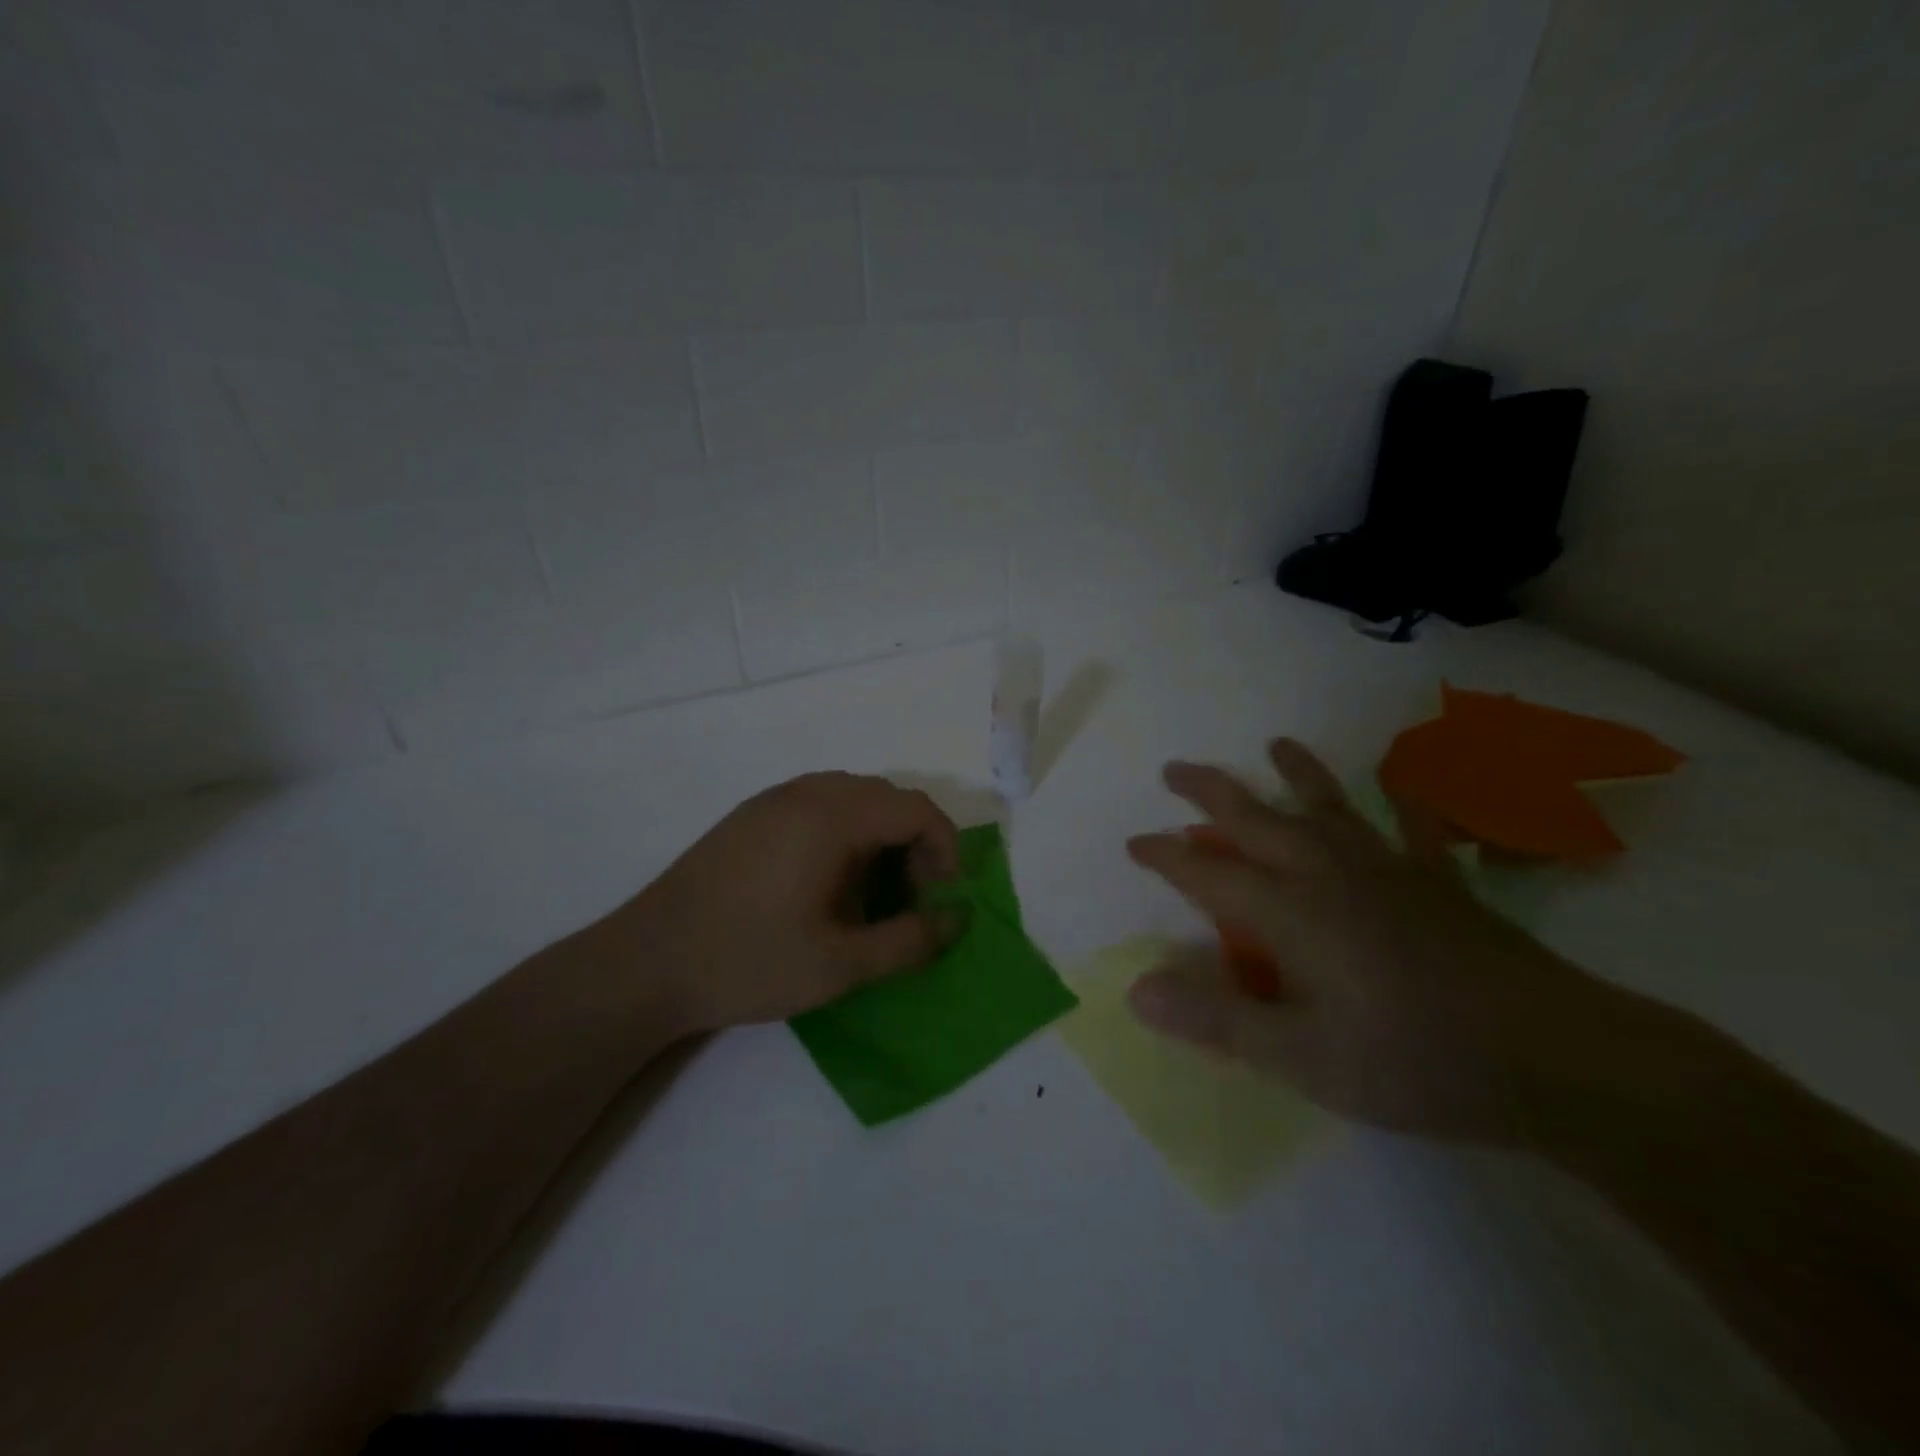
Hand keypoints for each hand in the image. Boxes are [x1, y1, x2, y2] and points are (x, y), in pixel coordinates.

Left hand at [584, 772, 963, 1035]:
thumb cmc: (749, 961)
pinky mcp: (749, 816)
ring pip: (852, 798)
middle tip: (910, 899)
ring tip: (870, 894)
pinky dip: (844, 834)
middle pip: (887, 798)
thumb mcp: (841, 965)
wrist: (645, 964)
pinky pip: (818, 806)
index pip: (916, 808)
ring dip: (879, 838)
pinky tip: (825, 884)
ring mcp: (772, 800)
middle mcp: (805, 793)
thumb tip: (957, 918)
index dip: (944, 848)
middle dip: (914, 844)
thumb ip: (910, 940)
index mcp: (831, 816)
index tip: (940, 898)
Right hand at [1126, 739, 1620, 1142]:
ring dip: (1295, 774)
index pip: (1208, 872)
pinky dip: (1407, 804)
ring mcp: (1389, 872)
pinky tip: (1404, 784)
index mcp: (1289, 911)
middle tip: (1174, 770)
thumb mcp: (1301, 1057)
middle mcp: (1329, 874)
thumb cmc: (1414, 1061)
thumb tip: (1136, 989)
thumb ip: (1216, 1019)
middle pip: (1257, 820)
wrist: (1556, 1061)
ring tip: (1275, 745)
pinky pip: (1417, 831)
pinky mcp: (1441, 885)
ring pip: (1328, 808)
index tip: (1133, 843)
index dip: (1166, 856)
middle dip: (1210, 793)